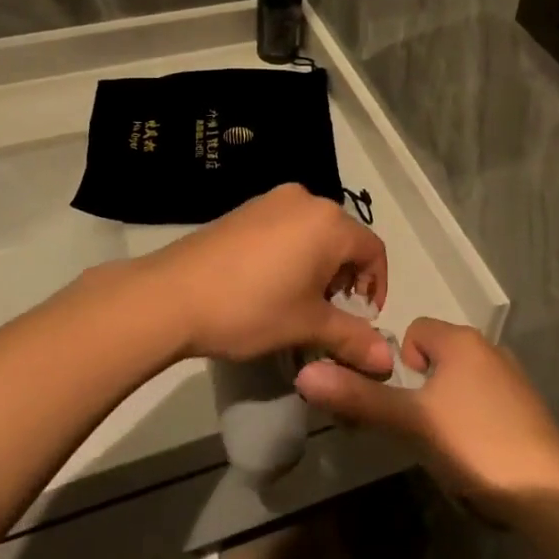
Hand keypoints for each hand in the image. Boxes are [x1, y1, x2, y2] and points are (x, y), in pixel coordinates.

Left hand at [136, 184, 390, 373]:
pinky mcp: (245, 209)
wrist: (171, 295)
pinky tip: (269, 285)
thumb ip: (353, 337)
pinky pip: (285, 228)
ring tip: (298, 302)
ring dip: (318, 266)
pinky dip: (292, 253)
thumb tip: (387, 358)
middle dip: (345, 278)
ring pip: (313, 233)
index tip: (360, 320)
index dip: (375, 287)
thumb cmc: (251, 308)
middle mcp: (305, 200)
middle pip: (344, 239)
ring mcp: (271, 200)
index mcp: (329, 222)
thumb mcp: (307, 326)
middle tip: (328, 314)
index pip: (374, 250)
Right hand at [296, 318, 558, 520]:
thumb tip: (305, 374)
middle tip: (418, 430)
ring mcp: (513, 378)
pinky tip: (475, 455)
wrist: (549, 494)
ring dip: (444, 407)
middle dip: (421, 390)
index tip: (404, 403)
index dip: (400, 365)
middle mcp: (489, 348)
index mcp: (461, 340)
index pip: (414, 331)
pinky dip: (471, 421)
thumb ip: (359, 397)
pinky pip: (483, 402)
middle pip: (436, 356)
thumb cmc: (474, 444)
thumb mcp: (411, 421)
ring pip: (459, 382)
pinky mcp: (528, 409)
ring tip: (446, 447)